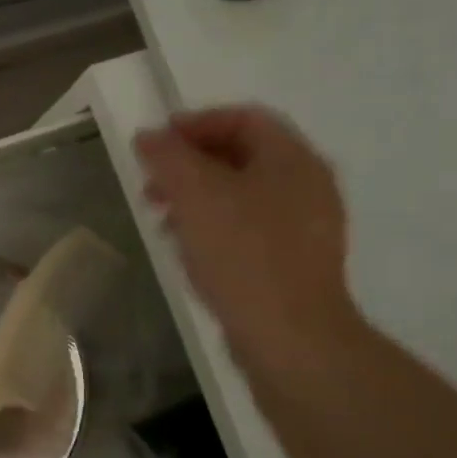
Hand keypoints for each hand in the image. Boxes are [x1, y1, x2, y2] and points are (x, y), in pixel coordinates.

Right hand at [136, 106, 359, 371]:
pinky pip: (250, 228)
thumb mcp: (195, 195)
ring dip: (197, 197)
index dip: (196, 123)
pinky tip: (189, 250)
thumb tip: (149, 137)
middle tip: (152, 185)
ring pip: (242, 194)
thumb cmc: (243, 254)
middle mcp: (307, 186)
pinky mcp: (296, 263)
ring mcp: (307, 227)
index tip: (156, 144)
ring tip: (163, 219)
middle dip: (190, 164)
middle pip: (242, 155)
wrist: (291, 339)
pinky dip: (215, 226)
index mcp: (293, 160)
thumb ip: (167, 157)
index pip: (244, 118)